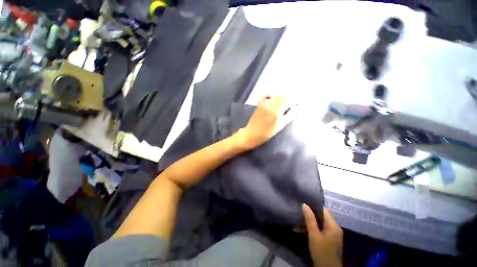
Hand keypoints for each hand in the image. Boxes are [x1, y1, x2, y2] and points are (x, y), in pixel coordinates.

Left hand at [238, 95, 293, 148]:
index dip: (294, 100)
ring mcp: (264, 103)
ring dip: (281, 97)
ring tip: (283, 103)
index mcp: (277, 110)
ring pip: (275, 95)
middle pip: (282, 95)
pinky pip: (265, 95)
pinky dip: (270, 95)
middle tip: (290, 104)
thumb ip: (289, 116)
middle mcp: (270, 104)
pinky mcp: (259, 103)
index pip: (288, 99)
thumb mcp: (280, 126)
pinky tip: (272, 99)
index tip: (296, 103)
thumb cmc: (267, 132)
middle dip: (288, 98)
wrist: (252, 133)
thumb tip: (295, 108)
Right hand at [303, 204, 342, 266]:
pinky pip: (322, 228)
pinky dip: (314, 227)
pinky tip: (305, 228)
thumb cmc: (321, 252)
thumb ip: (310, 219)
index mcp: (334, 225)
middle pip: (323, 216)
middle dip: (311, 213)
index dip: (314, 206)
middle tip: (300, 211)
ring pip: (321, 222)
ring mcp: (333, 234)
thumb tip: (304, 204)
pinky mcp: (330, 239)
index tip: (304, 204)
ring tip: (300, 219)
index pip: (324, 210)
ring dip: (311, 221)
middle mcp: (335, 228)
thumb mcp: (314, 235)